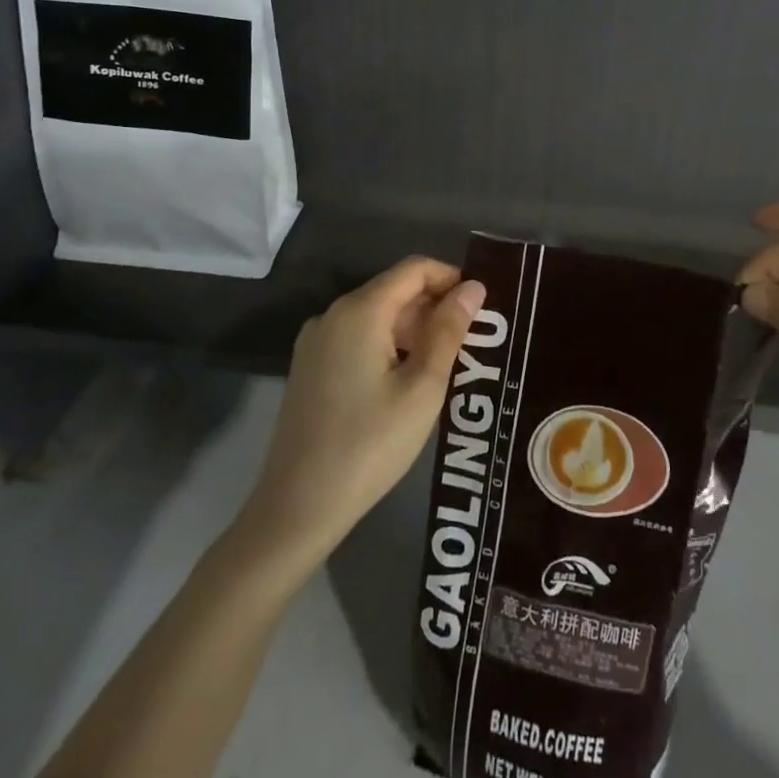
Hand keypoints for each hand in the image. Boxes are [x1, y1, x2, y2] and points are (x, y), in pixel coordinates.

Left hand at [238, 257, 485, 566]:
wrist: (297, 508)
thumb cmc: (370, 445)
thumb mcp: (423, 388)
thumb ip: (449, 331)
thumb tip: (473, 287)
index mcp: (360, 310)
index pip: (414, 269)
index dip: (450, 277)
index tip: (481, 305)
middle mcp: (333, 314)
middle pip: (394, 290)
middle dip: (434, 306)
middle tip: (471, 341)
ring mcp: (316, 341)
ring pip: (376, 315)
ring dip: (413, 329)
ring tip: (446, 364)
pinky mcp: (309, 367)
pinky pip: (357, 338)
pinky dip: (388, 345)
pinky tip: (406, 381)